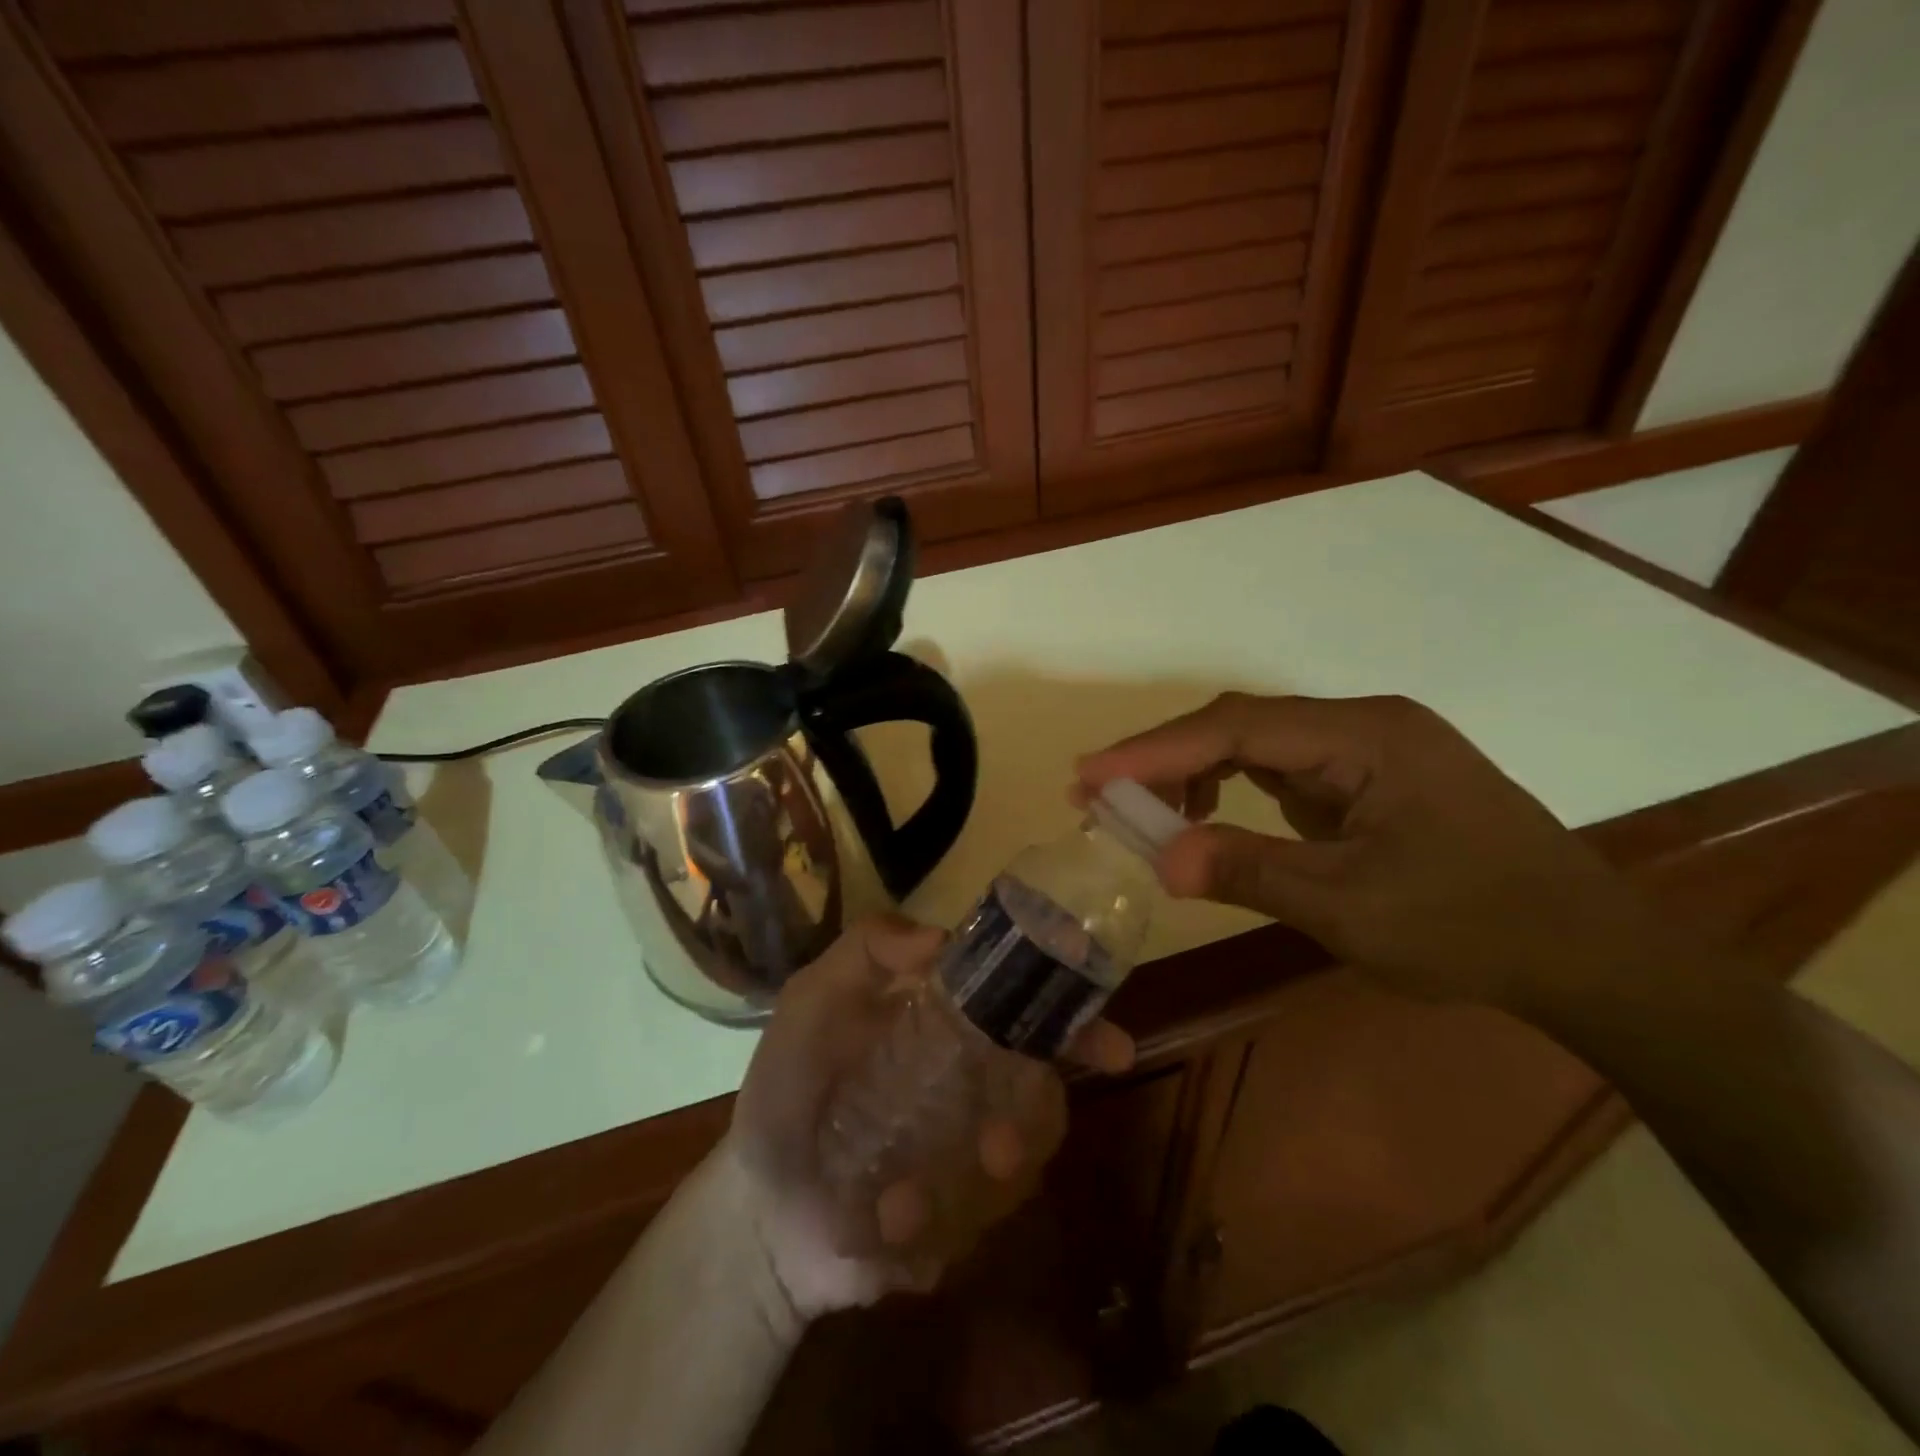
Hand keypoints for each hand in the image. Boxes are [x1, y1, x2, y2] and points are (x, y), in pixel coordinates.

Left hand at [725, 915, 1133, 1323]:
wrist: (761, 1205)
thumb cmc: (788, 1086)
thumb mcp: (812, 1001)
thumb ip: (865, 951)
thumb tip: (941, 936)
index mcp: (950, 1027)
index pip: (1024, 1011)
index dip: (1072, 1019)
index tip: (1109, 1040)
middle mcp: (976, 1085)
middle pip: (1043, 1093)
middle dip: (1036, 1120)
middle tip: (999, 1147)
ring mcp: (970, 1155)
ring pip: (1020, 1164)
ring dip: (966, 1186)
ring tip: (902, 1200)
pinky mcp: (959, 1221)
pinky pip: (978, 1223)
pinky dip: (930, 1226)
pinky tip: (879, 1224)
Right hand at [1076, 693, 1671, 1011]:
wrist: (1588, 956)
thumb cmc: (1476, 928)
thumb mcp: (1350, 908)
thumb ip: (1250, 871)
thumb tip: (1159, 859)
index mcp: (1365, 737)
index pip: (1236, 728)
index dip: (1155, 749)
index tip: (1090, 773)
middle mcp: (1363, 725)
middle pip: (1241, 724)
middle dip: (1166, 758)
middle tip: (1099, 791)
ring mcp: (1368, 749)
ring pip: (1257, 744)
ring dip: (1195, 772)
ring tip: (1144, 810)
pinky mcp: (1368, 778)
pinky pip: (1281, 770)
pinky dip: (1232, 789)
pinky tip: (1210, 818)